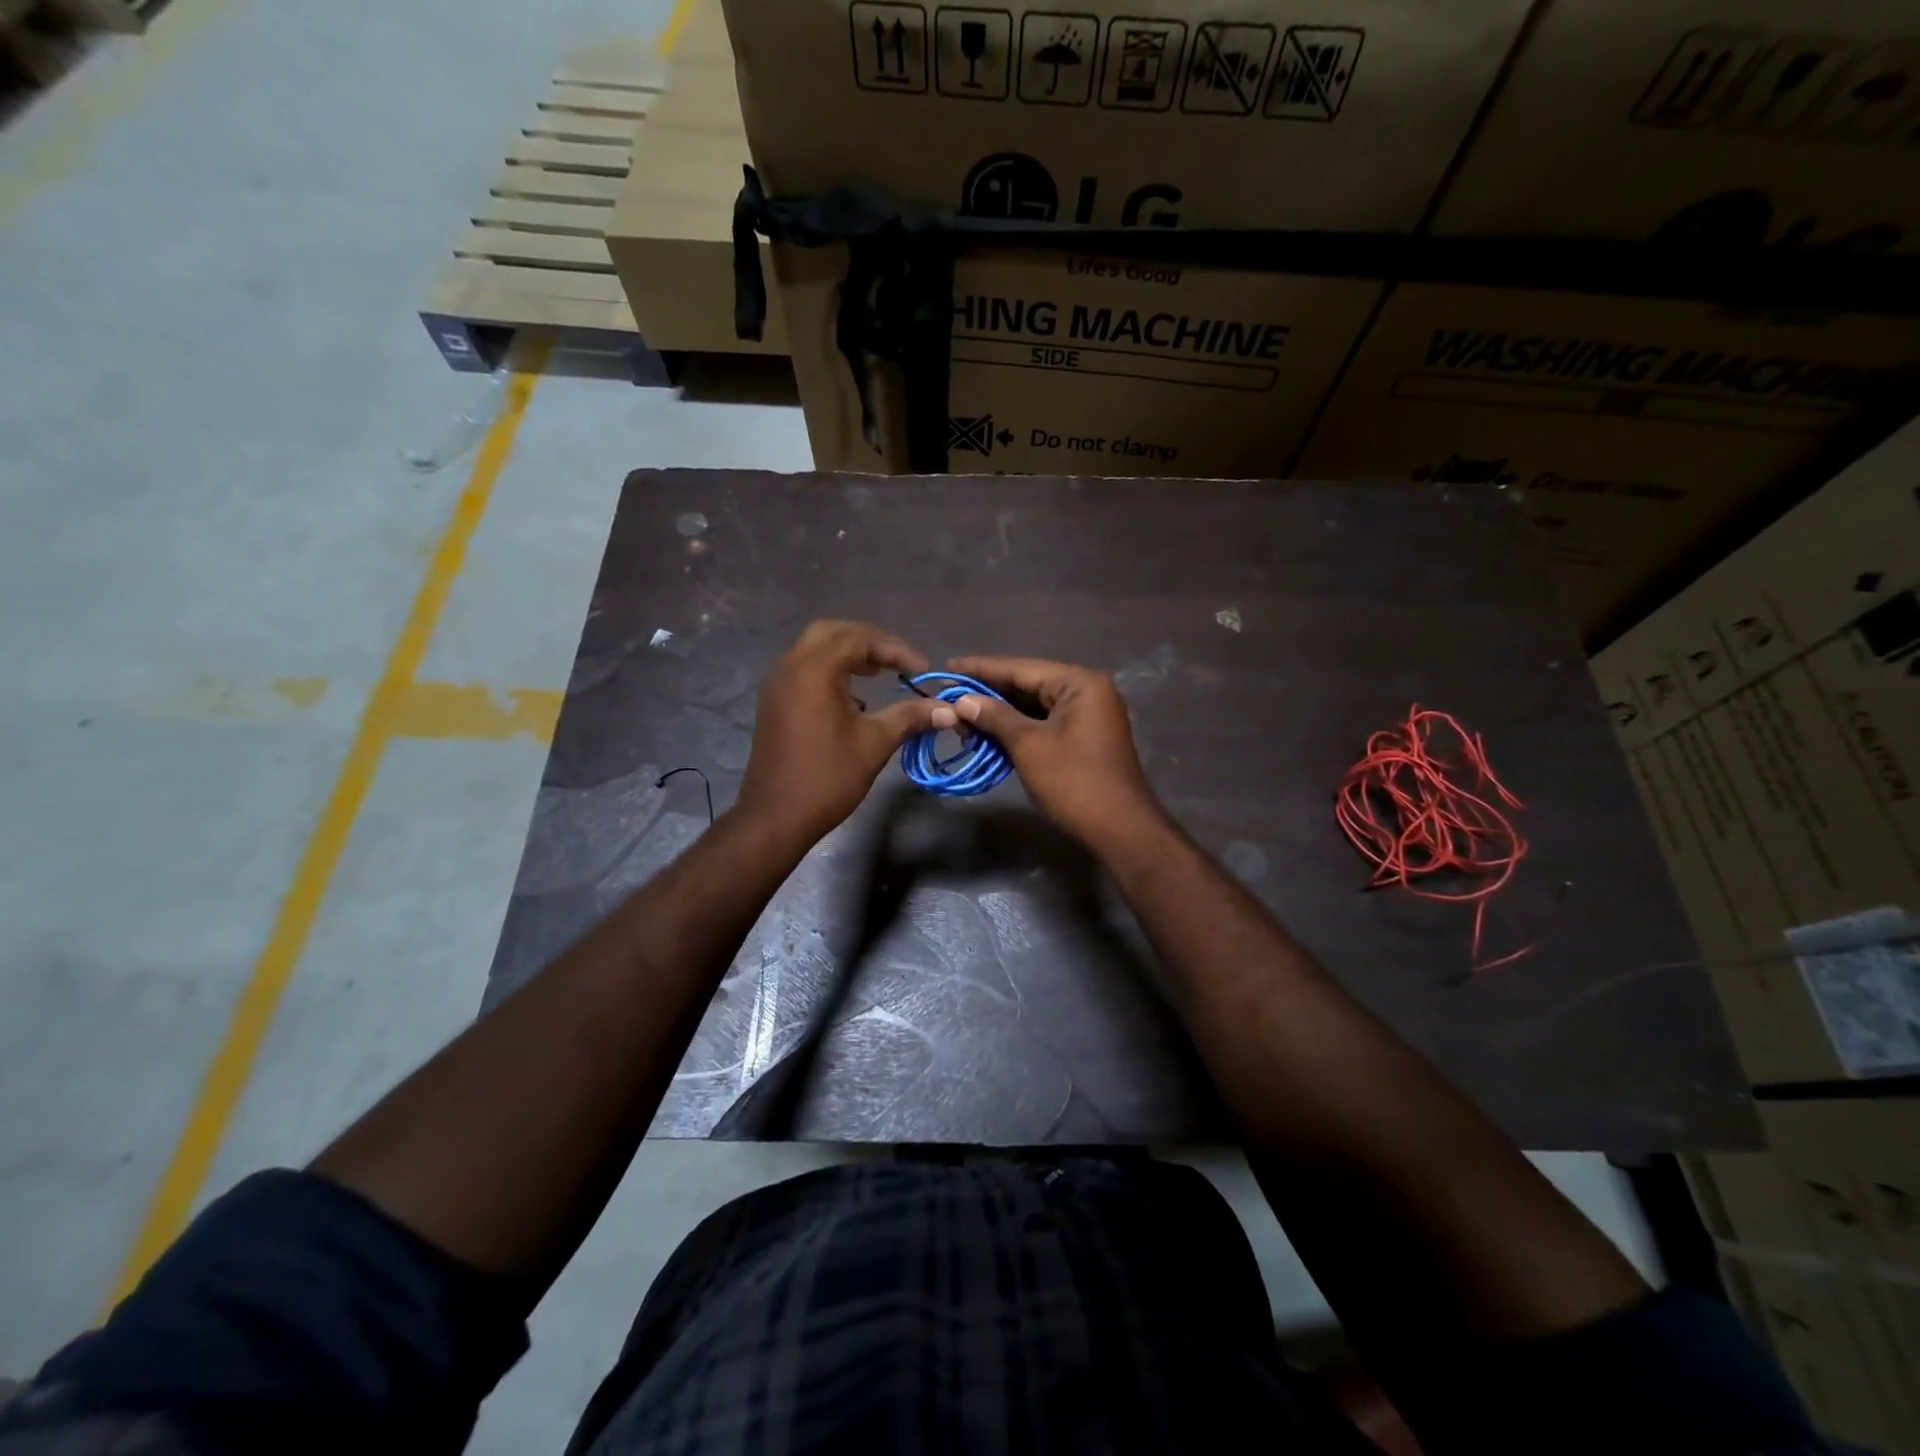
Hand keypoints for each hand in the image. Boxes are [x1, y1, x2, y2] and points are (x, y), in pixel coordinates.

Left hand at [736, 620, 954, 846]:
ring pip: (814, 650)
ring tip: (878, 674)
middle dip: (868, 642)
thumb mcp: (875, 743)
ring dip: (847, 655)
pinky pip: (804, 670)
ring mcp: (777, 685)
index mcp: (814, 670)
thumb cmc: (828, 777)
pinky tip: (853, 699)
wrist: (775, 817)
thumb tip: (949, 710)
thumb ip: (910, 717)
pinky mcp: (774, 704)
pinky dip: (830, 671)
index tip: (923, 670)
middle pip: (832, 632)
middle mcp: (791, 668)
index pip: (860, 639)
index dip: (896, 650)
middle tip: (896, 662)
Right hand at [947, 655, 1160, 845]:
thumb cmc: (1073, 781)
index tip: (947, 667)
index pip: (1021, 668)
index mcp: (1079, 683)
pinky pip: (1044, 723)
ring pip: (1035, 705)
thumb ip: (995, 716)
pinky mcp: (1084, 737)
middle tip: (949, 698)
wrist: (1119, 829)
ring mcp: (1088, 715)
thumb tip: (962, 701)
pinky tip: (989, 734)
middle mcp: (1087, 690)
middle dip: (988, 694)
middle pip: (1028, 684)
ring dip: (1000, 714)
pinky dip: (1017, 728)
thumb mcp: (1028, 745)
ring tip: (963, 719)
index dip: (981, 669)